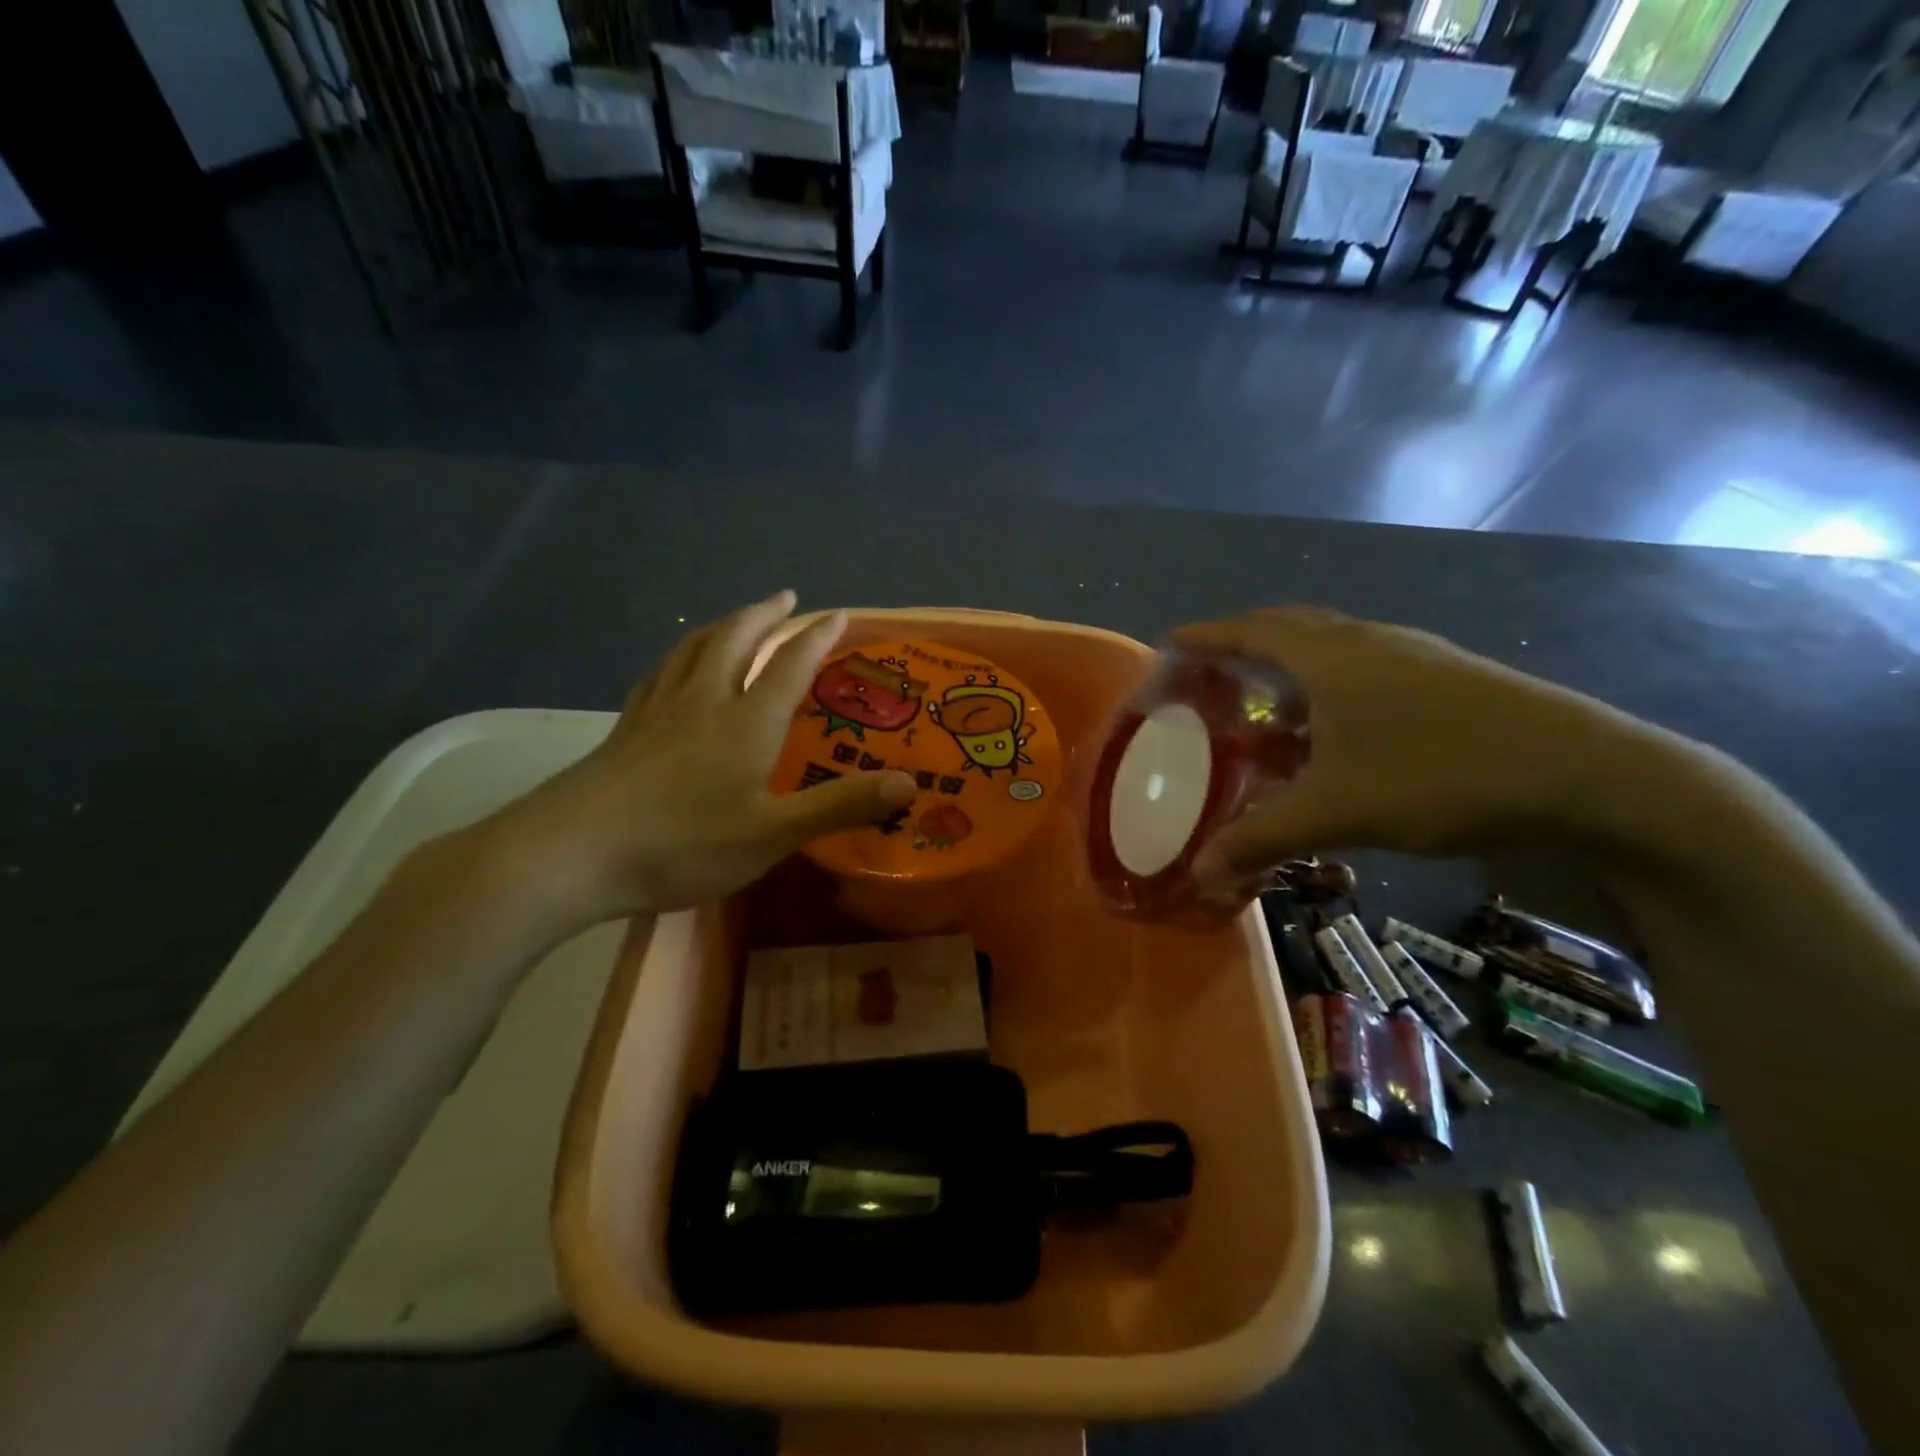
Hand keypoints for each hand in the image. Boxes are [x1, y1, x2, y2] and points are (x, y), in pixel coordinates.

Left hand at [487, 592, 915, 928]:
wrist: (571, 853)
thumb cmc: (682, 843)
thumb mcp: (774, 833)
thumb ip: (841, 805)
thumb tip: (910, 784)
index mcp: (746, 721)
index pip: (790, 665)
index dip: (818, 638)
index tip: (839, 614)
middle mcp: (705, 701)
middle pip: (737, 640)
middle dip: (766, 616)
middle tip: (786, 599)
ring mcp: (658, 711)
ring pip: (694, 649)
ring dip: (722, 624)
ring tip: (737, 616)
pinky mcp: (626, 729)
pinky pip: (659, 673)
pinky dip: (678, 654)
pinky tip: (675, 665)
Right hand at [1169, 607, 1656, 897]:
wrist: (1596, 782)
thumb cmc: (1442, 775)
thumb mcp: (1338, 812)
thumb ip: (1261, 840)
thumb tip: (1200, 876)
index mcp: (1333, 655)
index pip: (1251, 631)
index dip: (1206, 636)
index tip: (1169, 644)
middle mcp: (1371, 642)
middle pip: (1292, 628)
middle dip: (1245, 643)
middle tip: (1212, 672)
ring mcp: (1418, 658)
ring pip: (1335, 650)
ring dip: (1293, 669)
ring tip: (1267, 706)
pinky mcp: (1452, 683)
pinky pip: (1368, 672)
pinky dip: (1332, 691)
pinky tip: (1336, 734)